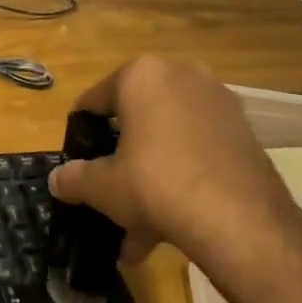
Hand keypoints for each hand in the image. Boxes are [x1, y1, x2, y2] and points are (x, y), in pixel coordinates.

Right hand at [47, 57, 301, 295]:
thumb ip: (74, 178)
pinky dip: (183, 179)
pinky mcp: (245, 133)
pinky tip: (171, 225)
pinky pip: (198, 152)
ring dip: (151, 176)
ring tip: (138, 227)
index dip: (83, 131)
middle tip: (110, 191)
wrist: (238, 218)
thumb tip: (57, 181)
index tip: (79, 159)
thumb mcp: (102, 186)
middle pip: (137, 119)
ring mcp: (219, 103)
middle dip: (122, 158)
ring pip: (169, 140)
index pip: (96, 99)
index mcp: (142, 75)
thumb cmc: (155, 184)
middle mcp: (183, 76)